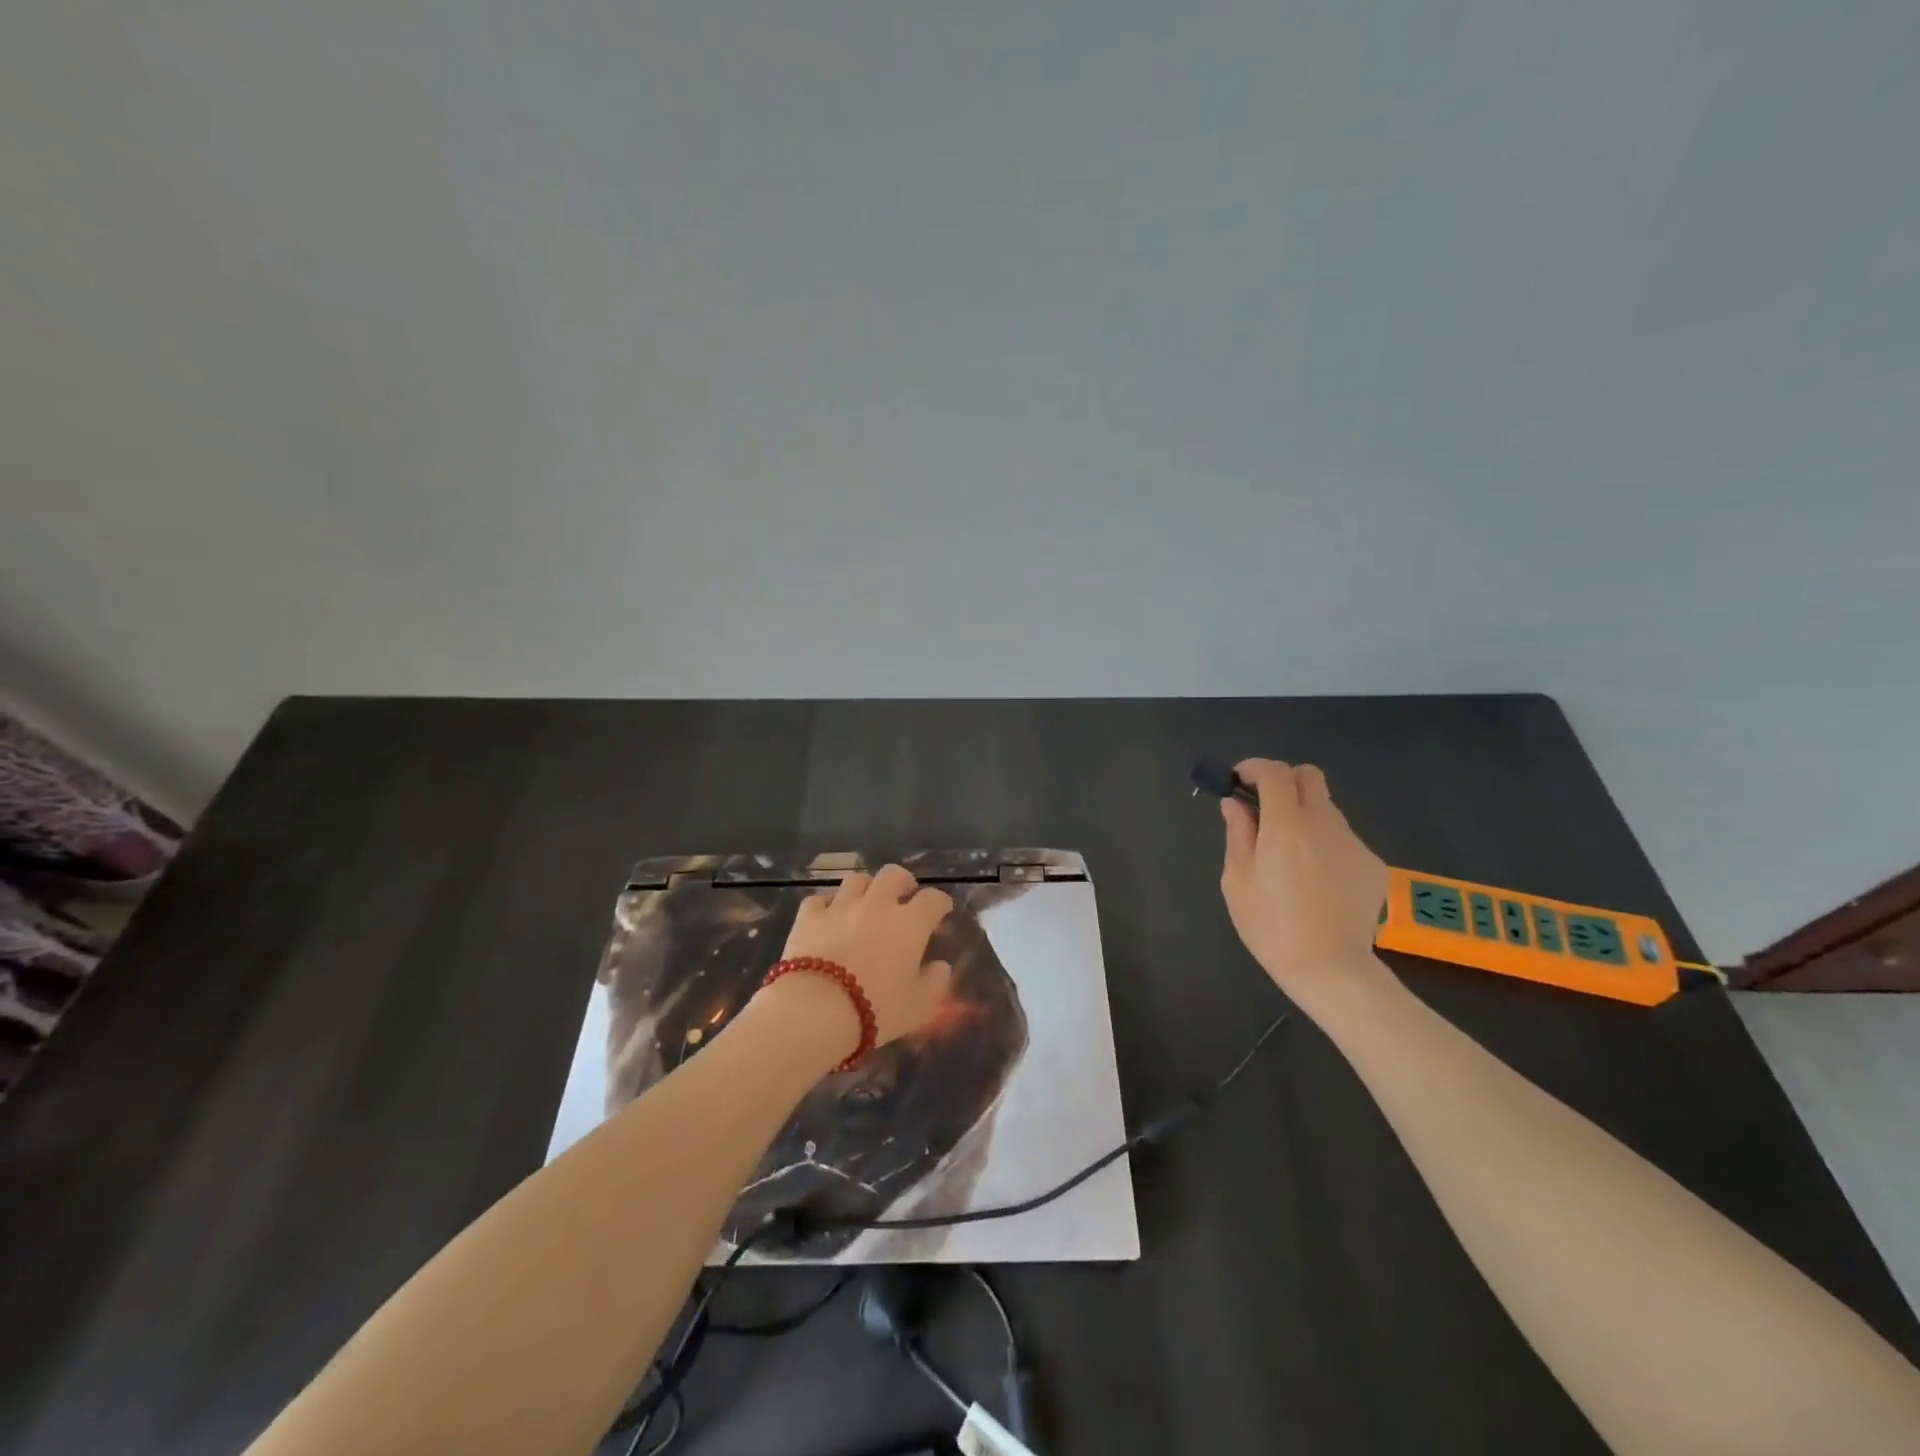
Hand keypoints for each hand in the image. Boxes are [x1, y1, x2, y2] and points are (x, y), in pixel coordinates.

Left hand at [767, 865, 954, 1054]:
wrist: (816, 1010)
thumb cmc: (876, 1010)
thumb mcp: (919, 1007)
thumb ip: (935, 983)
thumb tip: (941, 967)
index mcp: (910, 924)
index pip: (933, 899)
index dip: (940, 902)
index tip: (942, 910)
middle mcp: (877, 905)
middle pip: (893, 874)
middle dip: (902, 881)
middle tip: (904, 895)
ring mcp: (840, 907)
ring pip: (856, 880)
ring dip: (866, 888)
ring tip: (865, 903)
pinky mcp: (808, 917)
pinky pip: (819, 900)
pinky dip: (827, 906)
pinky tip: (828, 917)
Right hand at [1219, 759, 1392, 1008]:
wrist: (1330, 969)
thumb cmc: (1270, 926)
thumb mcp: (1237, 880)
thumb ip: (1238, 834)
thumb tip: (1235, 804)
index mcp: (1286, 825)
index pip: (1274, 772)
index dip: (1254, 768)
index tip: (1239, 781)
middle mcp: (1324, 824)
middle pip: (1309, 777)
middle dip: (1284, 781)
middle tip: (1266, 808)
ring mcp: (1353, 843)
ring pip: (1327, 809)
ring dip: (1304, 816)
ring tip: (1290, 855)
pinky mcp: (1372, 864)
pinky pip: (1343, 839)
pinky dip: (1325, 844)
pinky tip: (1317, 880)